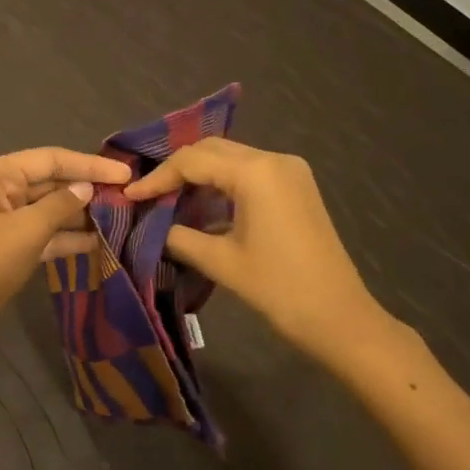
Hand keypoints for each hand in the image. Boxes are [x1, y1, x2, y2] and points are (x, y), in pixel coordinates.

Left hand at [0, 147, 131, 355]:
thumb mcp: (27, 230)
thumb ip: (61, 204)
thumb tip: (87, 188)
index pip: (50, 159)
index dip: (89, 165)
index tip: (125, 174)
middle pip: (48, 182)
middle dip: (85, 190)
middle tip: (128, 197)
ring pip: (47, 210)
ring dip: (80, 216)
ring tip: (120, 219)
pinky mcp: (5, 250)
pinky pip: (41, 235)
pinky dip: (66, 238)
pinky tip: (98, 244)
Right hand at [125, 139, 389, 361]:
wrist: (340, 318)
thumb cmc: (278, 289)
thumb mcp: (221, 261)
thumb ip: (180, 237)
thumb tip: (153, 226)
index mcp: (256, 171)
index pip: (193, 160)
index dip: (158, 177)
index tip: (130, 196)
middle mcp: (274, 159)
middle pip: (212, 150)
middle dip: (177, 169)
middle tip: (147, 194)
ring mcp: (290, 172)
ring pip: (231, 160)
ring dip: (200, 176)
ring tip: (167, 200)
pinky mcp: (297, 188)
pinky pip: (250, 174)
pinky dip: (223, 185)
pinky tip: (201, 208)